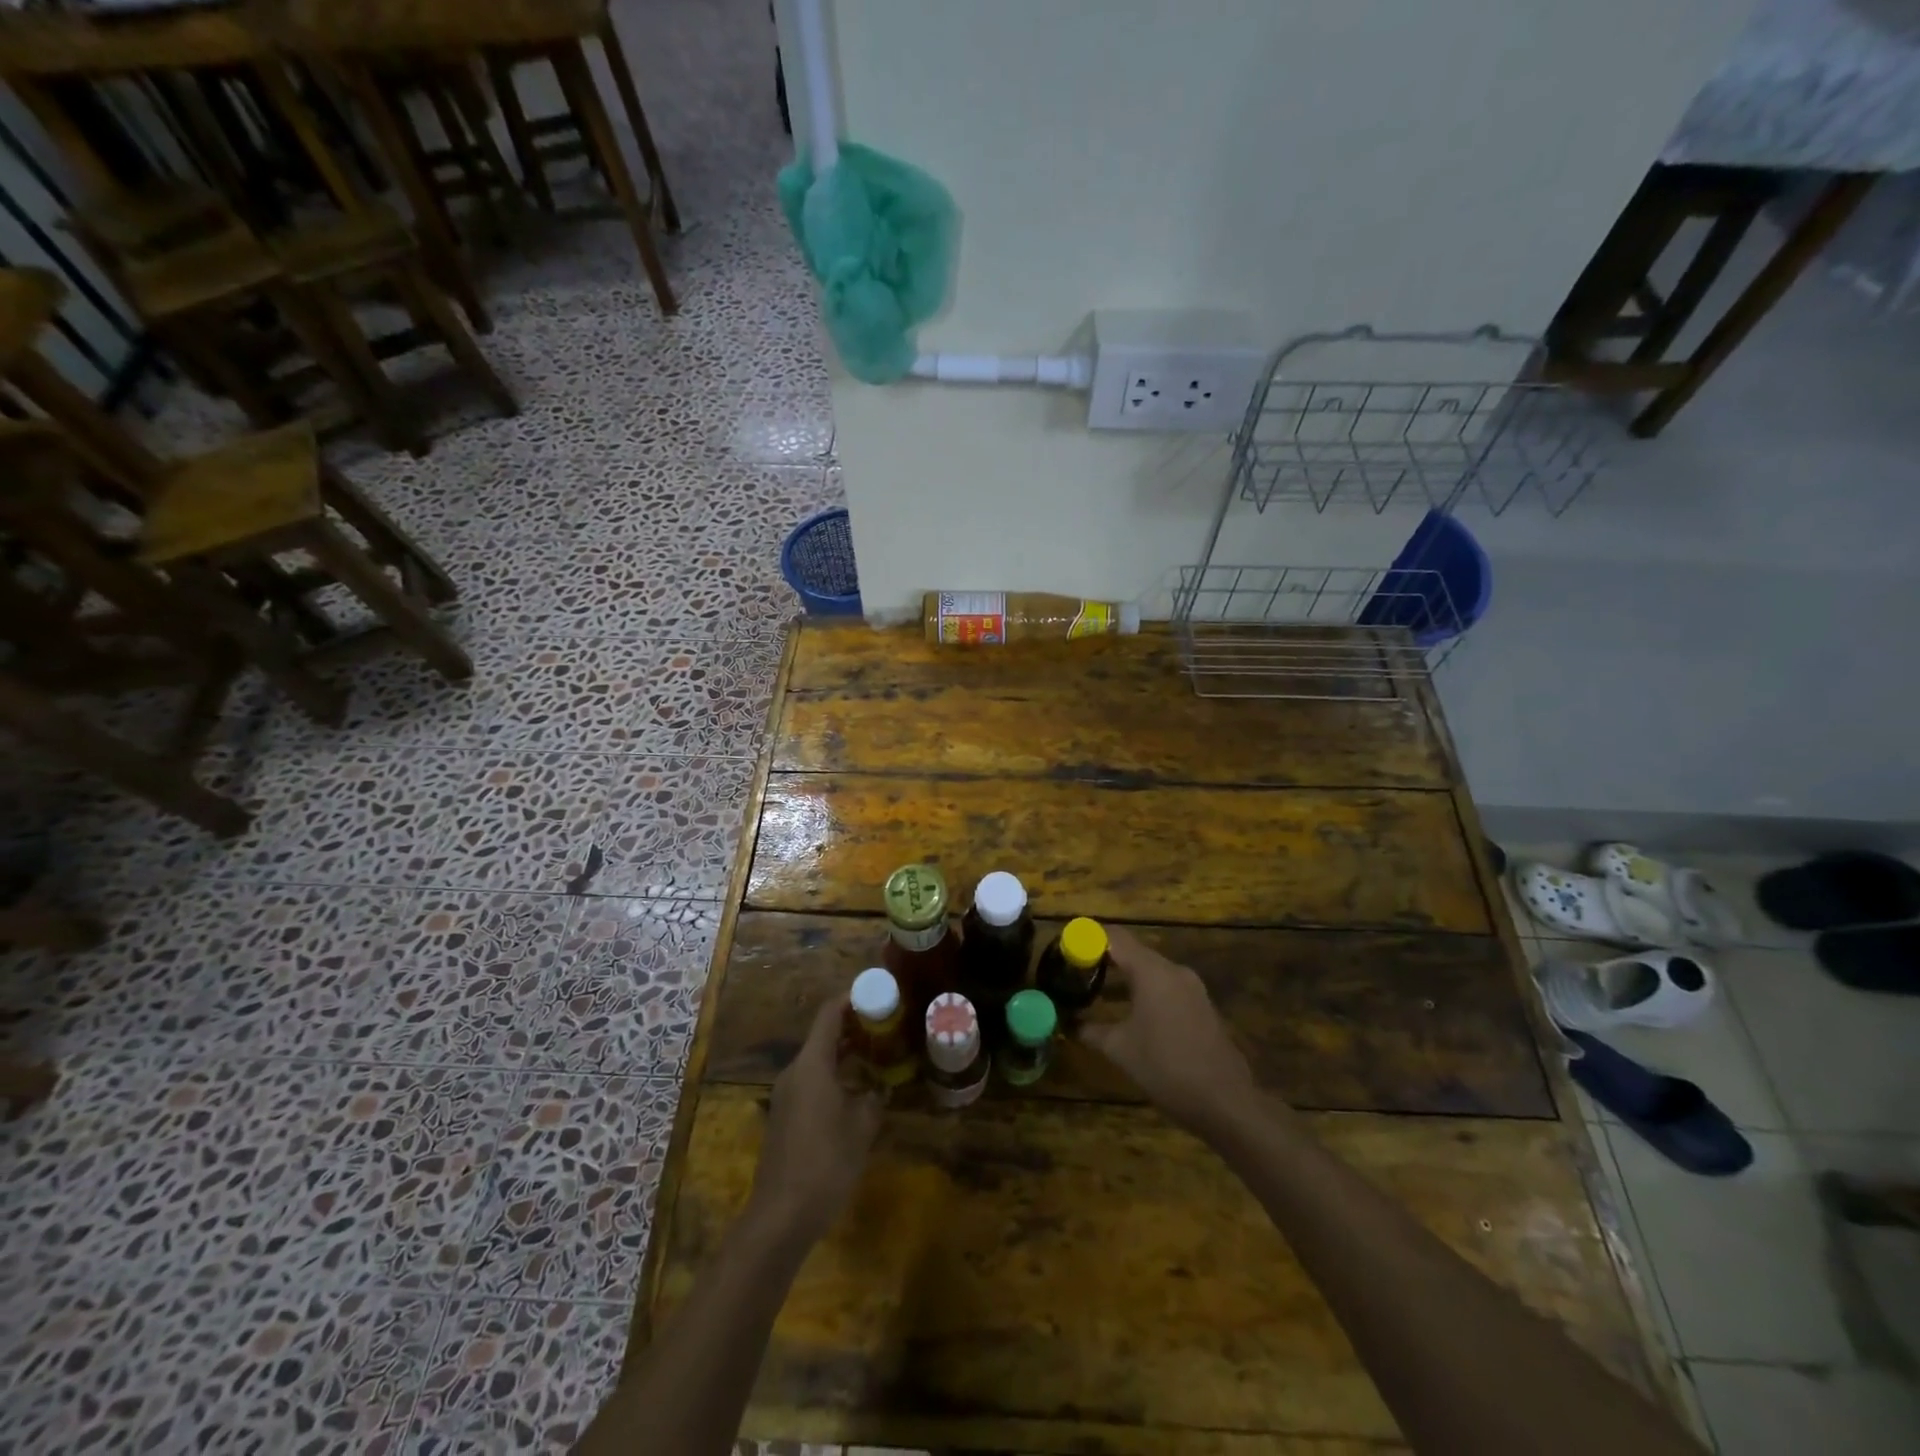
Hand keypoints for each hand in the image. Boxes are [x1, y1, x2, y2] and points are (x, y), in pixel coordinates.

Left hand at [747, 998, 883, 1244]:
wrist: (781, 1216)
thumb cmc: (825, 1162)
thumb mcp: (862, 1127)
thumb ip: (875, 1097)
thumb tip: (881, 1087)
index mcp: (811, 1064)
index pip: (830, 1014)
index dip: (852, 998)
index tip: (877, 993)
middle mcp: (795, 1072)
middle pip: (823, 1035)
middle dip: (854, 1027)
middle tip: (886, 1026)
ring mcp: (786, 1096)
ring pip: (818, 1061)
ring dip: (845, 1054)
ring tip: (878, 1055)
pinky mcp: (785, 1118)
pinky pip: (812, 1082)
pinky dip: (835, 1076)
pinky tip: (857, 1092)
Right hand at [1080, 926, 1258, 1133]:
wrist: (1226, 1102)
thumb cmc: (1166, 1067)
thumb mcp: (1120, 1049)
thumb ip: (1091, 1031)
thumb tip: (1069, 1025)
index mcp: (1152, 972)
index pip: (1115, 938)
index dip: (1089, 938)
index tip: (1067, 948)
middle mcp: (1174, 971)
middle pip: (1134, 953)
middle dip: (1105, 960)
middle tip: (1077, 973)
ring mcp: (1192, 989)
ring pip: (1151, 972)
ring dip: (1125, 979)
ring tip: (1098, 995)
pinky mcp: (1202, 1007)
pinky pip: (1166, 988)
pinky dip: (1144, 992)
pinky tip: (1130, 1015)